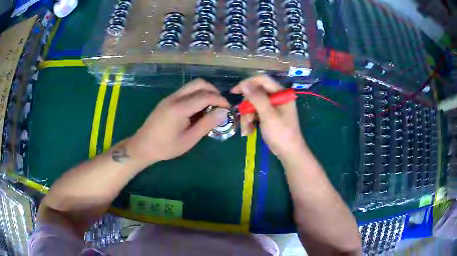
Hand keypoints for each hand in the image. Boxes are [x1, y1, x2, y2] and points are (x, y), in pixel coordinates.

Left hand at [128, 79, 229, 164]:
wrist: (143, 146)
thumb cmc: (166, 147)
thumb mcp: (189, 139)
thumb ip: (207, 124)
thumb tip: (223, 112)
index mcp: (180, 108)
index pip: (206, 96)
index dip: (220, 100)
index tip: (228, 108)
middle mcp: (175, 97)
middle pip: (199, 83)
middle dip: (213, 91)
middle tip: (220, 105)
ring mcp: (170, 97)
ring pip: (192, 85)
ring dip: (205, 92)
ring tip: (211, 107)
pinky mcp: (167, 100)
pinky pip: (185, 91)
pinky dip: (196, 95)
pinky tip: (198, 109)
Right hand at [231, 75, 306, 158]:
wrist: (289, 152)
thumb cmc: (281, 134)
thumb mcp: (268, 115)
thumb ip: (257, 98)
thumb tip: (245, 84)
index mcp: (281, 93)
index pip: (262, 80)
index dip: (247, 83)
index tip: (235, 91)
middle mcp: (277, 97)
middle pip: (256, 93)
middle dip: (248, 107)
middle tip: (246, 120)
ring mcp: (273, 107)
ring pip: (253, 104)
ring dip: (247, 116)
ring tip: (247, 129)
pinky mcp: (269, 115)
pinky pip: (255, 113)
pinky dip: (250, 121)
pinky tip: (249, 130)